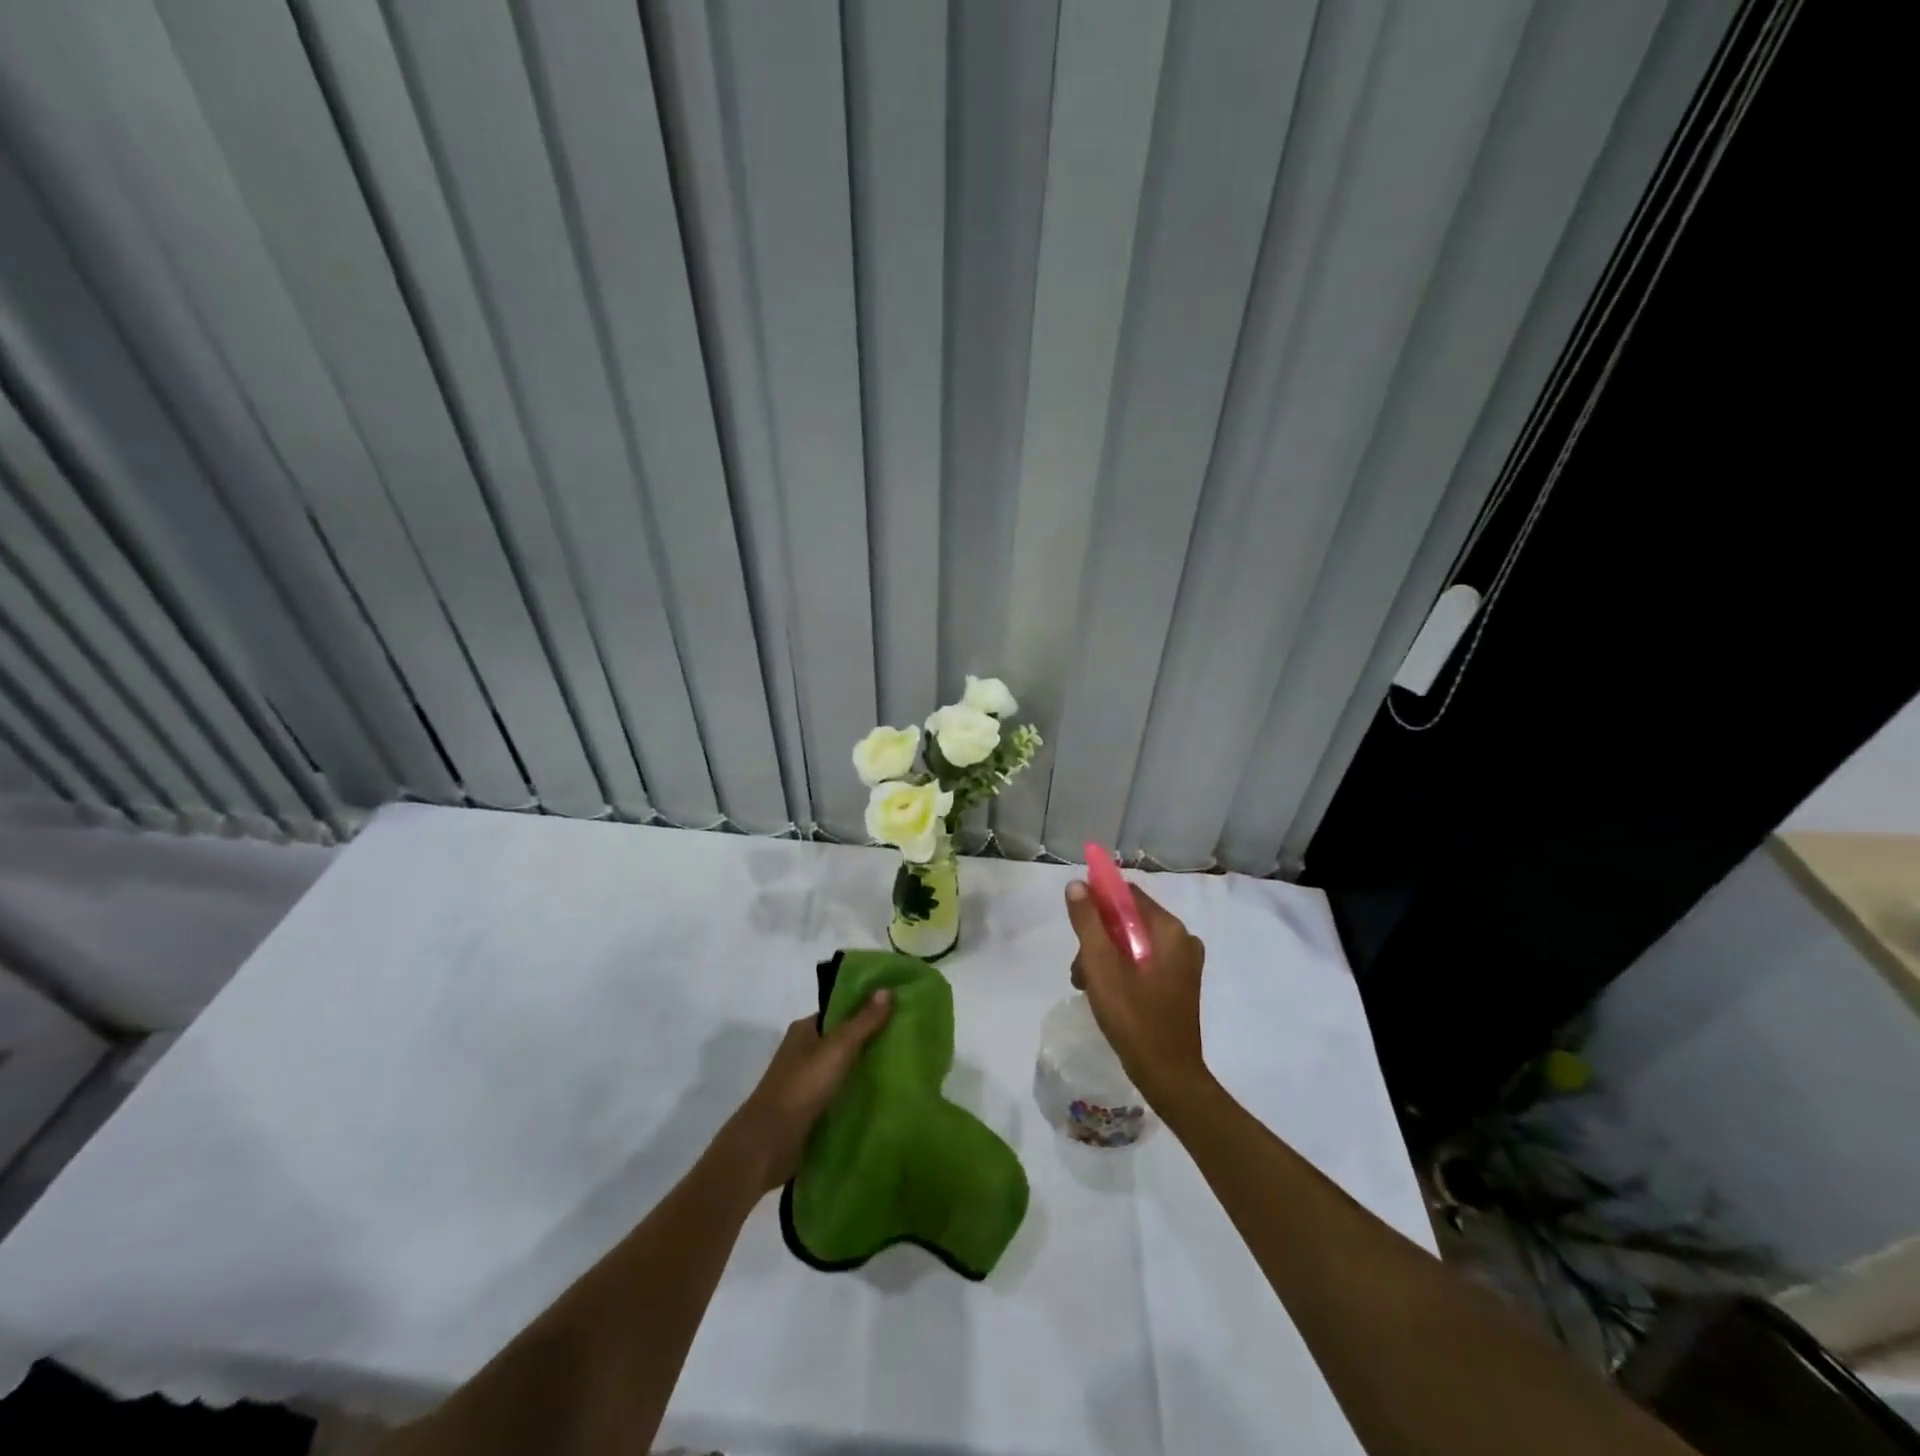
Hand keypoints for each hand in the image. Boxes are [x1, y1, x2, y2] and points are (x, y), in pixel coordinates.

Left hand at [721, 991, 892, 1191]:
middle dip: (871, 1041)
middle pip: (843, 1041)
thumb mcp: (837, 1048)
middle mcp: (804, 1052)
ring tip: (904, 1068)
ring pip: (843, 1070)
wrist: (768, 1143)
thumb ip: (863, 1021)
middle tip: (907, 1040)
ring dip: (866, 1071)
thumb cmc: (801, 1086)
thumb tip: (887, 989)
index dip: (866, 1009)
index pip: (840, 1012)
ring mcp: (806, 1083)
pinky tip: (884, 1098)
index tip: (898, 1010)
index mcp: (805, 1030)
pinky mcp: (811, 1111)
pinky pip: (840, 1096)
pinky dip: (857, 1096)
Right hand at [1065, 879, 1208, 1107]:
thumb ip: (1088, 922)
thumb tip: (1077, 885)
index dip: (1098, 901)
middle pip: (1128, 920)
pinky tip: (1104, 993)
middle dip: (1098, 938)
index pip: (1127, 895)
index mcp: (1169, 930)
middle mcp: (1182, 940)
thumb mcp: (1102, 966)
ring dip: (1105, 957)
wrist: (1168, 1076)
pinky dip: (1120, 970)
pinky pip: (1143, 962)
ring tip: (1085, 986)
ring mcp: (1182, 963)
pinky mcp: (1178, 983)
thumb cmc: (1134, 1017)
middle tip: (1079, 969)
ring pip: (1132, 943)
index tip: (1075, 923)